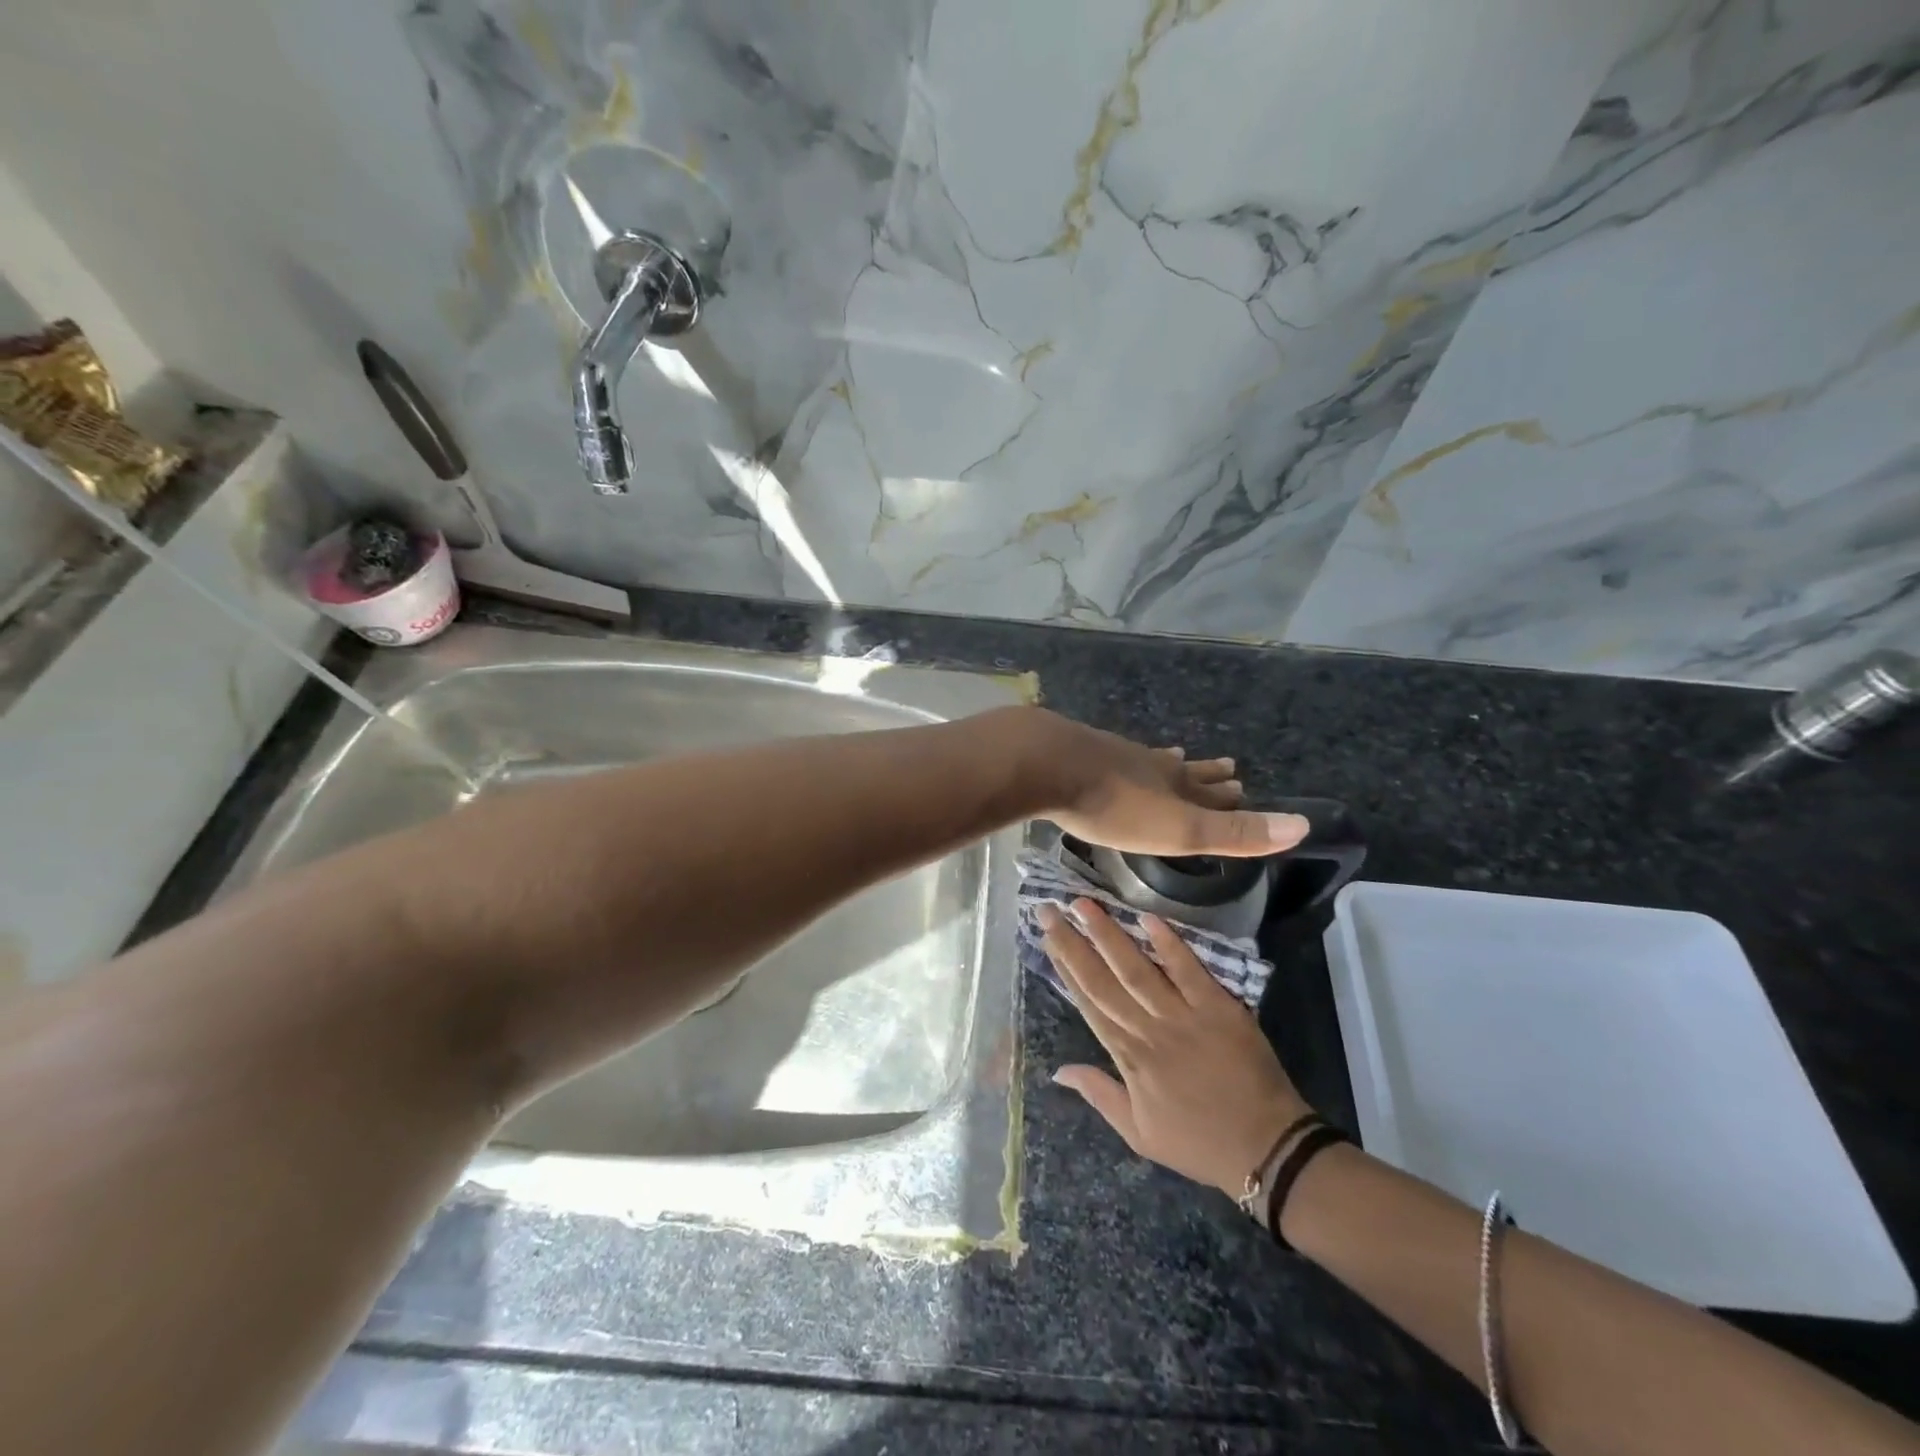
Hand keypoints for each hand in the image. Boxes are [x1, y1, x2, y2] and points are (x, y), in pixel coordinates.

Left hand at [1026, 712, 1308, 857]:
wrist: (1047, 763)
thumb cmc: (1115, 805)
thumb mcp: (1179, 828)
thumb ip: (1234, 832)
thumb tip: (1304, 826)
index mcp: (1173, 784)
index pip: (1210, 792)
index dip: (1229, 795)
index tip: (1243, 784)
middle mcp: (1148, 764)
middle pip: (1184, 771)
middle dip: (1205, 775)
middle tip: (1226, 766)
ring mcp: (1111, 754)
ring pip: (1148, 759)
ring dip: (1166, 763)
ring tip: (1175, 756)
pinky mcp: (1077, 752)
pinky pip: (1111, 756)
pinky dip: (1123, 759)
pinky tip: (1110, 755)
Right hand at [1039, 899, 1311, 1197]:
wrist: (1266, 1148)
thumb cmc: (1198, 1142)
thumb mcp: (1139, 1134)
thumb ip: (1099, 1095)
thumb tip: (1058, 1070)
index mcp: (1129, 1058)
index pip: (1089, 1003)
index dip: (1065, 968)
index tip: (1047, 937)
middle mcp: (1148, 1030)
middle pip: (1102, 980)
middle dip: (1073, 942)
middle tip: (1048, 909)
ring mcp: (1184, 1016)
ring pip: (1137, 969)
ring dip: (1108, 935)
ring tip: (1084, 905)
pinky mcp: (1219, 1008)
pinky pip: (1189, 972)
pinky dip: (1169, 945)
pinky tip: (1147, 918)